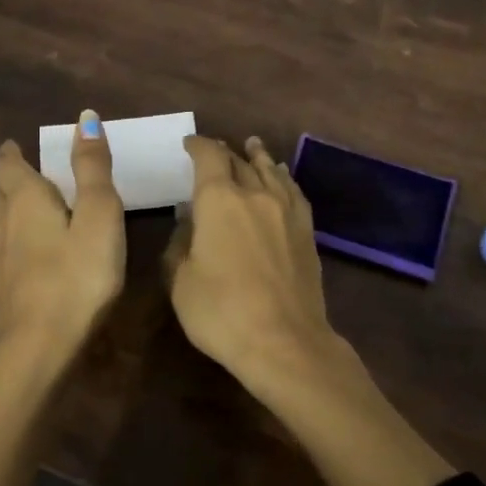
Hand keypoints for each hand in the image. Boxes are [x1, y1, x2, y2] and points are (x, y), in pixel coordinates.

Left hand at [0, 111, 124, 379]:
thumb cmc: (79, 276)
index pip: (9, 166)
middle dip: (5, 182)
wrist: (41, 347)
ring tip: (6, 216)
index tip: (14, 146)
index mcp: (26, 200)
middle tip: (20, 178)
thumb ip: (93, 167)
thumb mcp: (100, 215)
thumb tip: (84, 116)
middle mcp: (1, 226)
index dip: (11, 154)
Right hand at [164, 134, 351, 402]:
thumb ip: (179, 243)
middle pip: (239, 161)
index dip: (197, 146)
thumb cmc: (221, 312)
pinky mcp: (306, 230)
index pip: (208, 157)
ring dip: (257, 157)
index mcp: (219, 200)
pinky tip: (282, 176)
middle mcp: (255, 194)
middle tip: (214, 150)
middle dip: (224, 153)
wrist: (284, 342)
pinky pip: (293, 191)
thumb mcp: (180, 280)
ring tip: (253, 145)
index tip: (188, 144)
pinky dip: (284, 177)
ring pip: (270, 171)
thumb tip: (189, 222)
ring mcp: (286, 211)